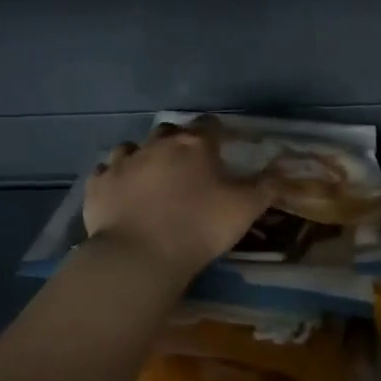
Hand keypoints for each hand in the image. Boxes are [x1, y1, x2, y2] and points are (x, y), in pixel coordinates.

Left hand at [84, 124, 273, 276]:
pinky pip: (105, 172)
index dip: (217, 133)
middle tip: (187, 164)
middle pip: (169, 131)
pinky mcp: (97, 184)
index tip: (222, 145)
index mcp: (195, 145)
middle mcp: (157, 144)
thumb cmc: (200, 227)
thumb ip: (266, 187)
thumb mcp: (245, 209)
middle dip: (178, 142)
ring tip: (150, 177)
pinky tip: (121, 191)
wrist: (140, 256)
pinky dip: (115, 177)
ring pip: (132, 147)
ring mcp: (122, 162)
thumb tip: (282, 171)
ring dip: (143, 157)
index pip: (209, 125)